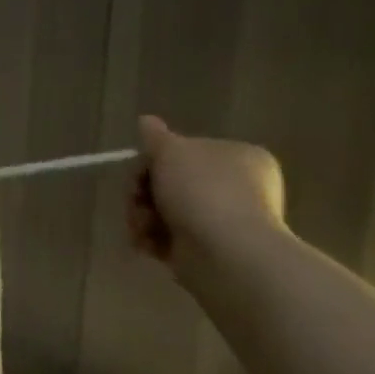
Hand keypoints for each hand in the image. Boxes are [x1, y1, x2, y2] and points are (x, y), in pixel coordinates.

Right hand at [128, 115, 285, 275]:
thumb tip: (146, 120)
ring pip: (165, 212)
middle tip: (135, 201)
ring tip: (142, 228)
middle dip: (143, 194)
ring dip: (143, 217)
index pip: (185, 152)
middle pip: (170, 183)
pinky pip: (170, 238)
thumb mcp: (172, 152)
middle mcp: (237, 187)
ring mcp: (224, 220)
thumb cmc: (202, 191)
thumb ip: (156, 137)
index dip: (153, 161)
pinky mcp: (208, 250)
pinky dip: (153, 240)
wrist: (226, 252)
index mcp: (239, 156)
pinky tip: (147, 245)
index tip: (139, 173)